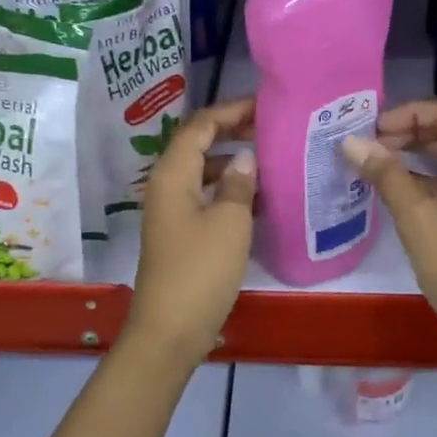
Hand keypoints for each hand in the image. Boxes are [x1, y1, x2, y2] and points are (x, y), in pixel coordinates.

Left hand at [123, 97, 256, 366]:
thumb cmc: (200, 270)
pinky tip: (257, 199)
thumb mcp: (229, 222)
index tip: (264, 106)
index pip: (199, 125)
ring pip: (202, 172)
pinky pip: (204, 197)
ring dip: (232, 162)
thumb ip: (239, 184)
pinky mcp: (179, 234)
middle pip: (197, 144)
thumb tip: (245, 159)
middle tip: (270, 128)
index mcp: (172, 174)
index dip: (230, 111)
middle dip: (231, 132)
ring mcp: (170, 211)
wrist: (170, 329)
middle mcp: (166, 185)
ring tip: (269, 160)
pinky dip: (227, 190)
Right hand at [341, 99, 436, 384]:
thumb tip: (351, 141)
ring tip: (382, 163)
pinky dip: (433, 174)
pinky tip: (404, 189)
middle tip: (374, 145)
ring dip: (422, 152)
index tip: (376, 128)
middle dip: (413, 130)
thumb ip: (386, 174)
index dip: (411, 112)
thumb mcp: (416, 219)